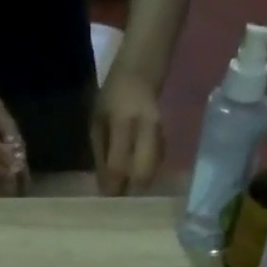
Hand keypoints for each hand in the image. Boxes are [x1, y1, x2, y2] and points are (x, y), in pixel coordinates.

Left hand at [90, 70, 163, 194]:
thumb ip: (101, 153)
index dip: (112, 185)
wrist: (142, 69)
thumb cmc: (112, 95)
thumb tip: (104, 186)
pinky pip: (158, 163)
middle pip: (142, 173)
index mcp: (123, 121)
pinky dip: (148, 173)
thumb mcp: (98, 120)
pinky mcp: (168, 135)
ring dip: (139, 184)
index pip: (118, 164)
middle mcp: (147, 127)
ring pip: (153, 170)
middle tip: (119, 197)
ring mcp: (161, 131)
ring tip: (127, 187)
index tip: (105, 197)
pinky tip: (138, 174)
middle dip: (130, 190)